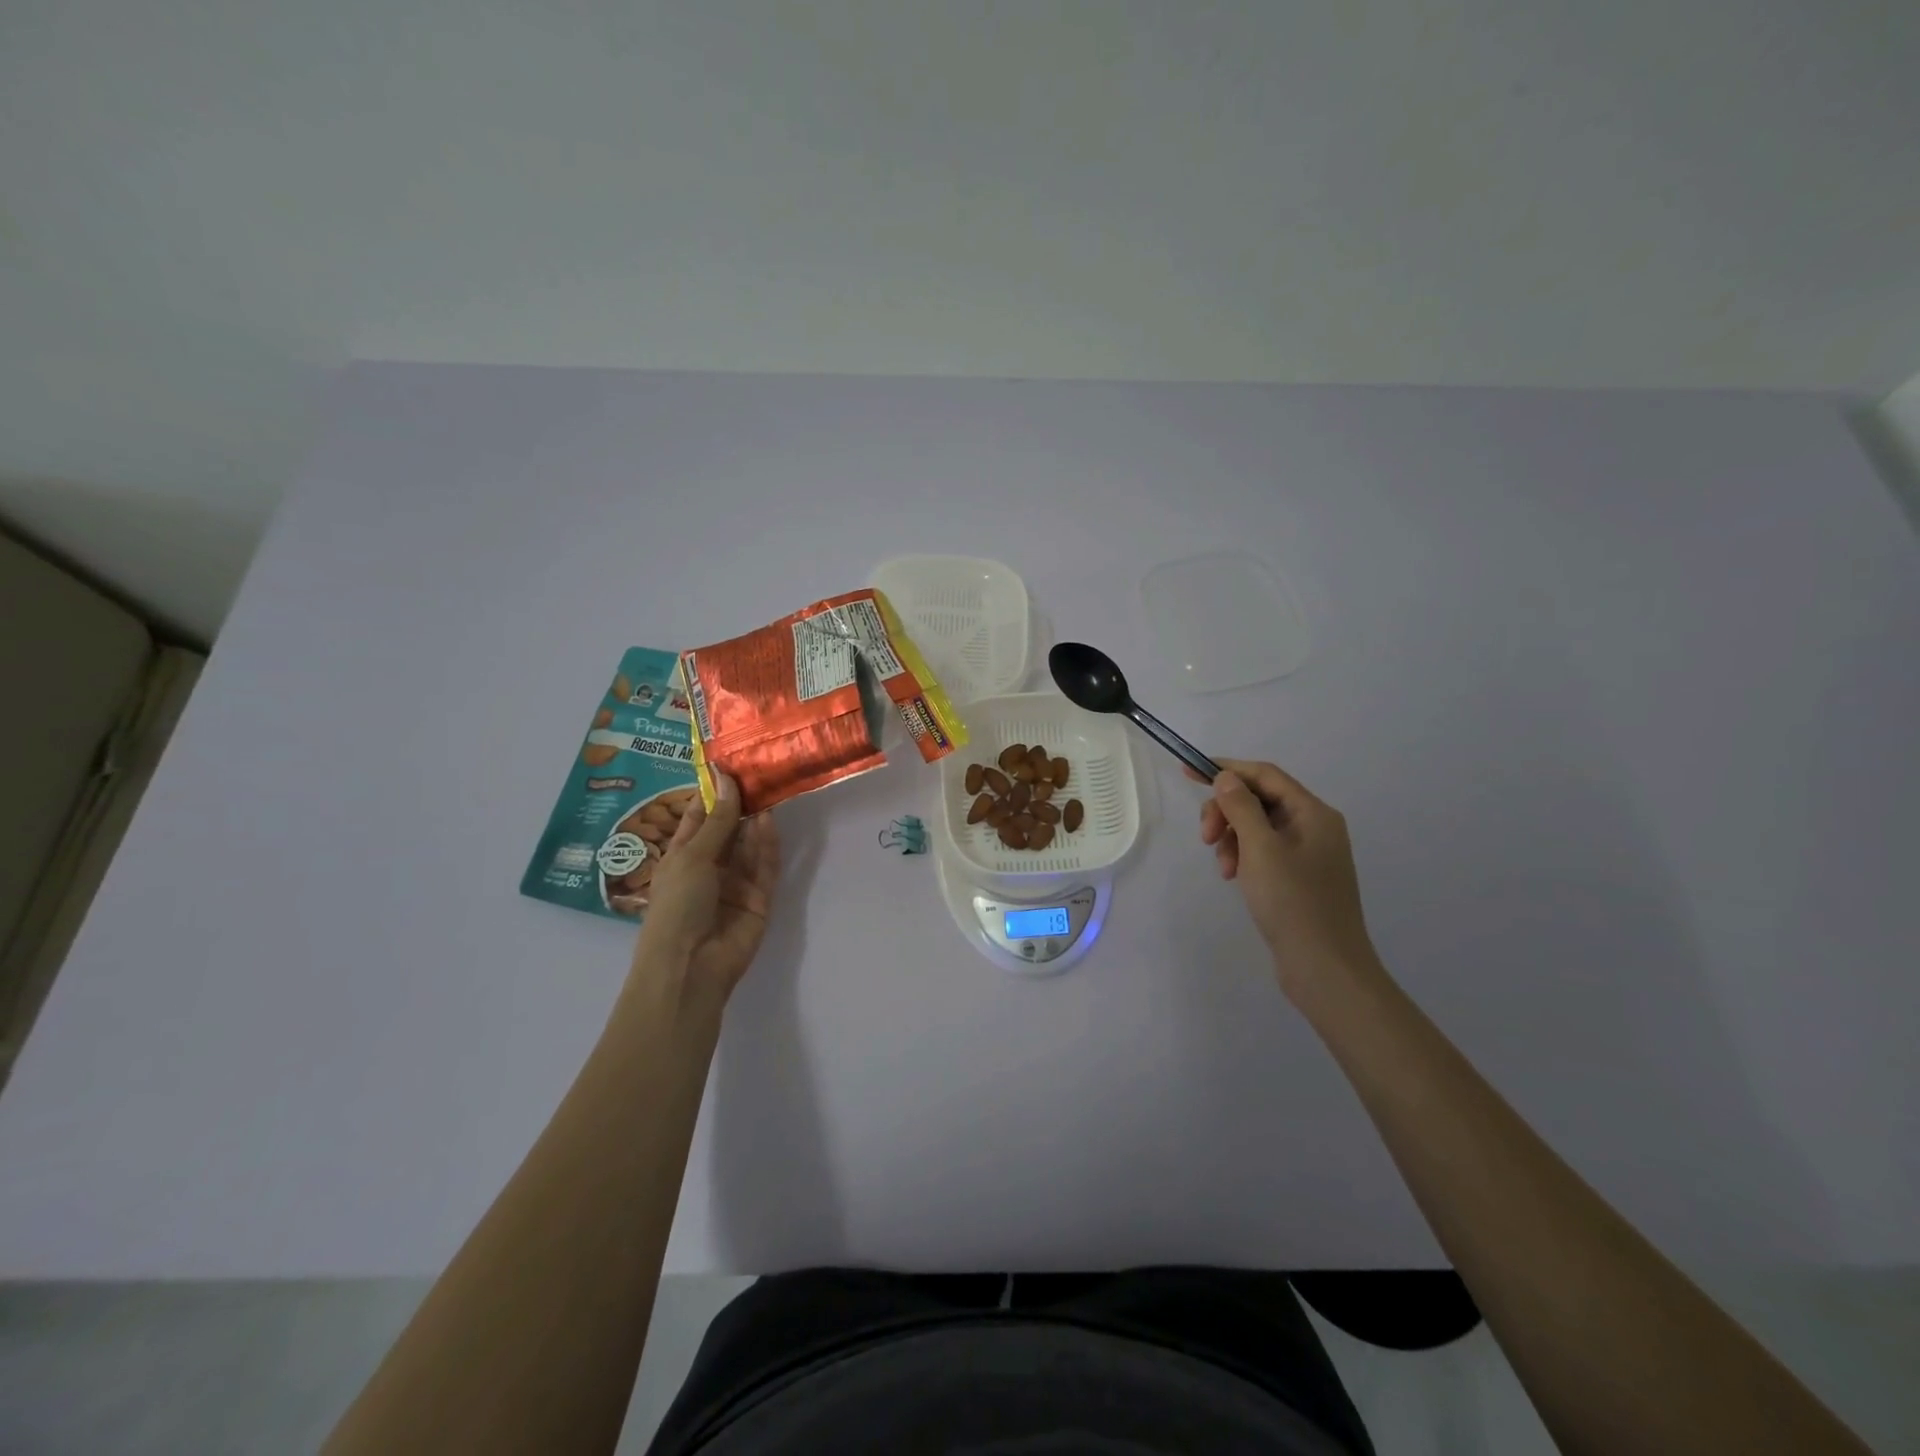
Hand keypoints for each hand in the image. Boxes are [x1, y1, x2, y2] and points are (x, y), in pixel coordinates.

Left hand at [633, 774, 780, 999]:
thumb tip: (727, 778)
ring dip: (756, 820)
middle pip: (729, 829)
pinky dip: (768, 845)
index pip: (699, 817)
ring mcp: (736, 883)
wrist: (690, 968)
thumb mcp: (692, 857)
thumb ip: (717, 820)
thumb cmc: (676, 907)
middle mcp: (710, 866)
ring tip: (769, 788)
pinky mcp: (759, 899)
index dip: (713, 792)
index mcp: (682, 856)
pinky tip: (770, 821)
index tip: (730, 762)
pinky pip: (765, 867)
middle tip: (759, 769)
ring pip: (750, 845)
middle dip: (741, 802)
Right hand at [1196, 758, 1378, 993]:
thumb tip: (1226, 777)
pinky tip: (1234, 877)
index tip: (1188, 773)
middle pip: (1259, 800)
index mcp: (1313, 813)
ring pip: (1257, 827)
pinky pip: (1263, 851)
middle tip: (1205, 837)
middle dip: (1227, 812)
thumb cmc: (1293, 902)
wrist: (1325, 967)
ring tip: (1224, 868)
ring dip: (1232, 838)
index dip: (1226, 769)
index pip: (1265, 775)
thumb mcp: (1260, 848)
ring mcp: (1308, 853)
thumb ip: (1241, 807)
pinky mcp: (1299, 877)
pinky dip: (1243, 857)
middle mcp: (1314, 827)